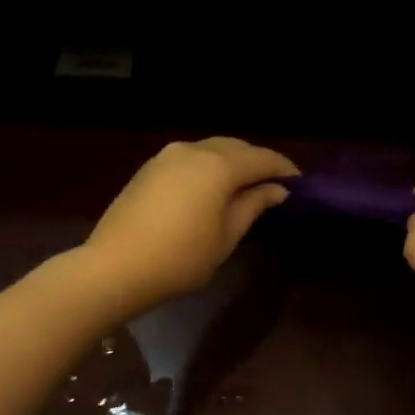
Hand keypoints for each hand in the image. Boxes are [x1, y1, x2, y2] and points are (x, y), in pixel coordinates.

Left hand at [82, 138, 299, 313]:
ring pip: (210, 149)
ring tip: (245, 186)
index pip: (261, 158)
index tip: (299, 184)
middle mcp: (193, 150)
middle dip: (257, 162)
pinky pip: (190, 159)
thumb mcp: (226, 237)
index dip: (283, 169)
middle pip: (235, 147)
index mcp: (218, 165)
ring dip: (232, 162)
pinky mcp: (149, 169)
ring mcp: (166, 156)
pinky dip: (208, 167)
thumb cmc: (180, 258)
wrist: (115, 267)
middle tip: (275, 184)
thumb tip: (276, 190)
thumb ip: (252, 206)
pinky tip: (212, 188)